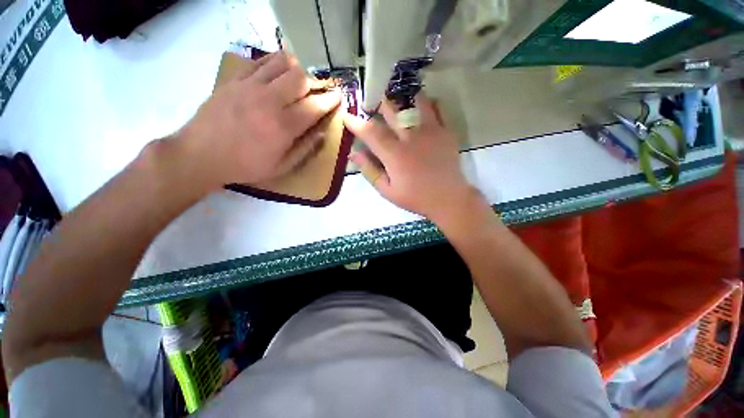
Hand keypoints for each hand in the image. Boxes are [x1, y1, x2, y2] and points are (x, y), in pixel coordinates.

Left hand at [179, 52, 340, 188]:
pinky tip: (277, 71)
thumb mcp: (282, 167)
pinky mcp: (234, 80)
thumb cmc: (246, 165)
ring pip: (281, 63)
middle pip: (300, 78)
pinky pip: (259, 61)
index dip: (330, 100)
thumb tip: (323, 133)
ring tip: (299, 79)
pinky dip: (273, 62)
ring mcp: (250, 86)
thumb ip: (305, 149)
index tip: (338, 96)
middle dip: (315, 82)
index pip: (314, 106)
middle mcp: (269, 101)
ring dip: (296, 68)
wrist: (201, 155)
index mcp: (283, 126)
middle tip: (318, 90)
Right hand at [344, 94, 479, 222]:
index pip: (371, 132)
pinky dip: (427, 103)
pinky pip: (436, 109)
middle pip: (391, 112)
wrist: (449, 199)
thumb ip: (370, 171)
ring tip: (396, 99)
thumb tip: (353, 154)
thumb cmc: (416, 198)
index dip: (357, 123)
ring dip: (402, 99)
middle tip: (371, 102)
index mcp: (395, 155)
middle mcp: (411, 138)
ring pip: (414, 103)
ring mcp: (431, 132)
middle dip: (377, 104)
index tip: (348, 116)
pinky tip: (421, 104)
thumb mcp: (388, 191)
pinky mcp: (445, 132)